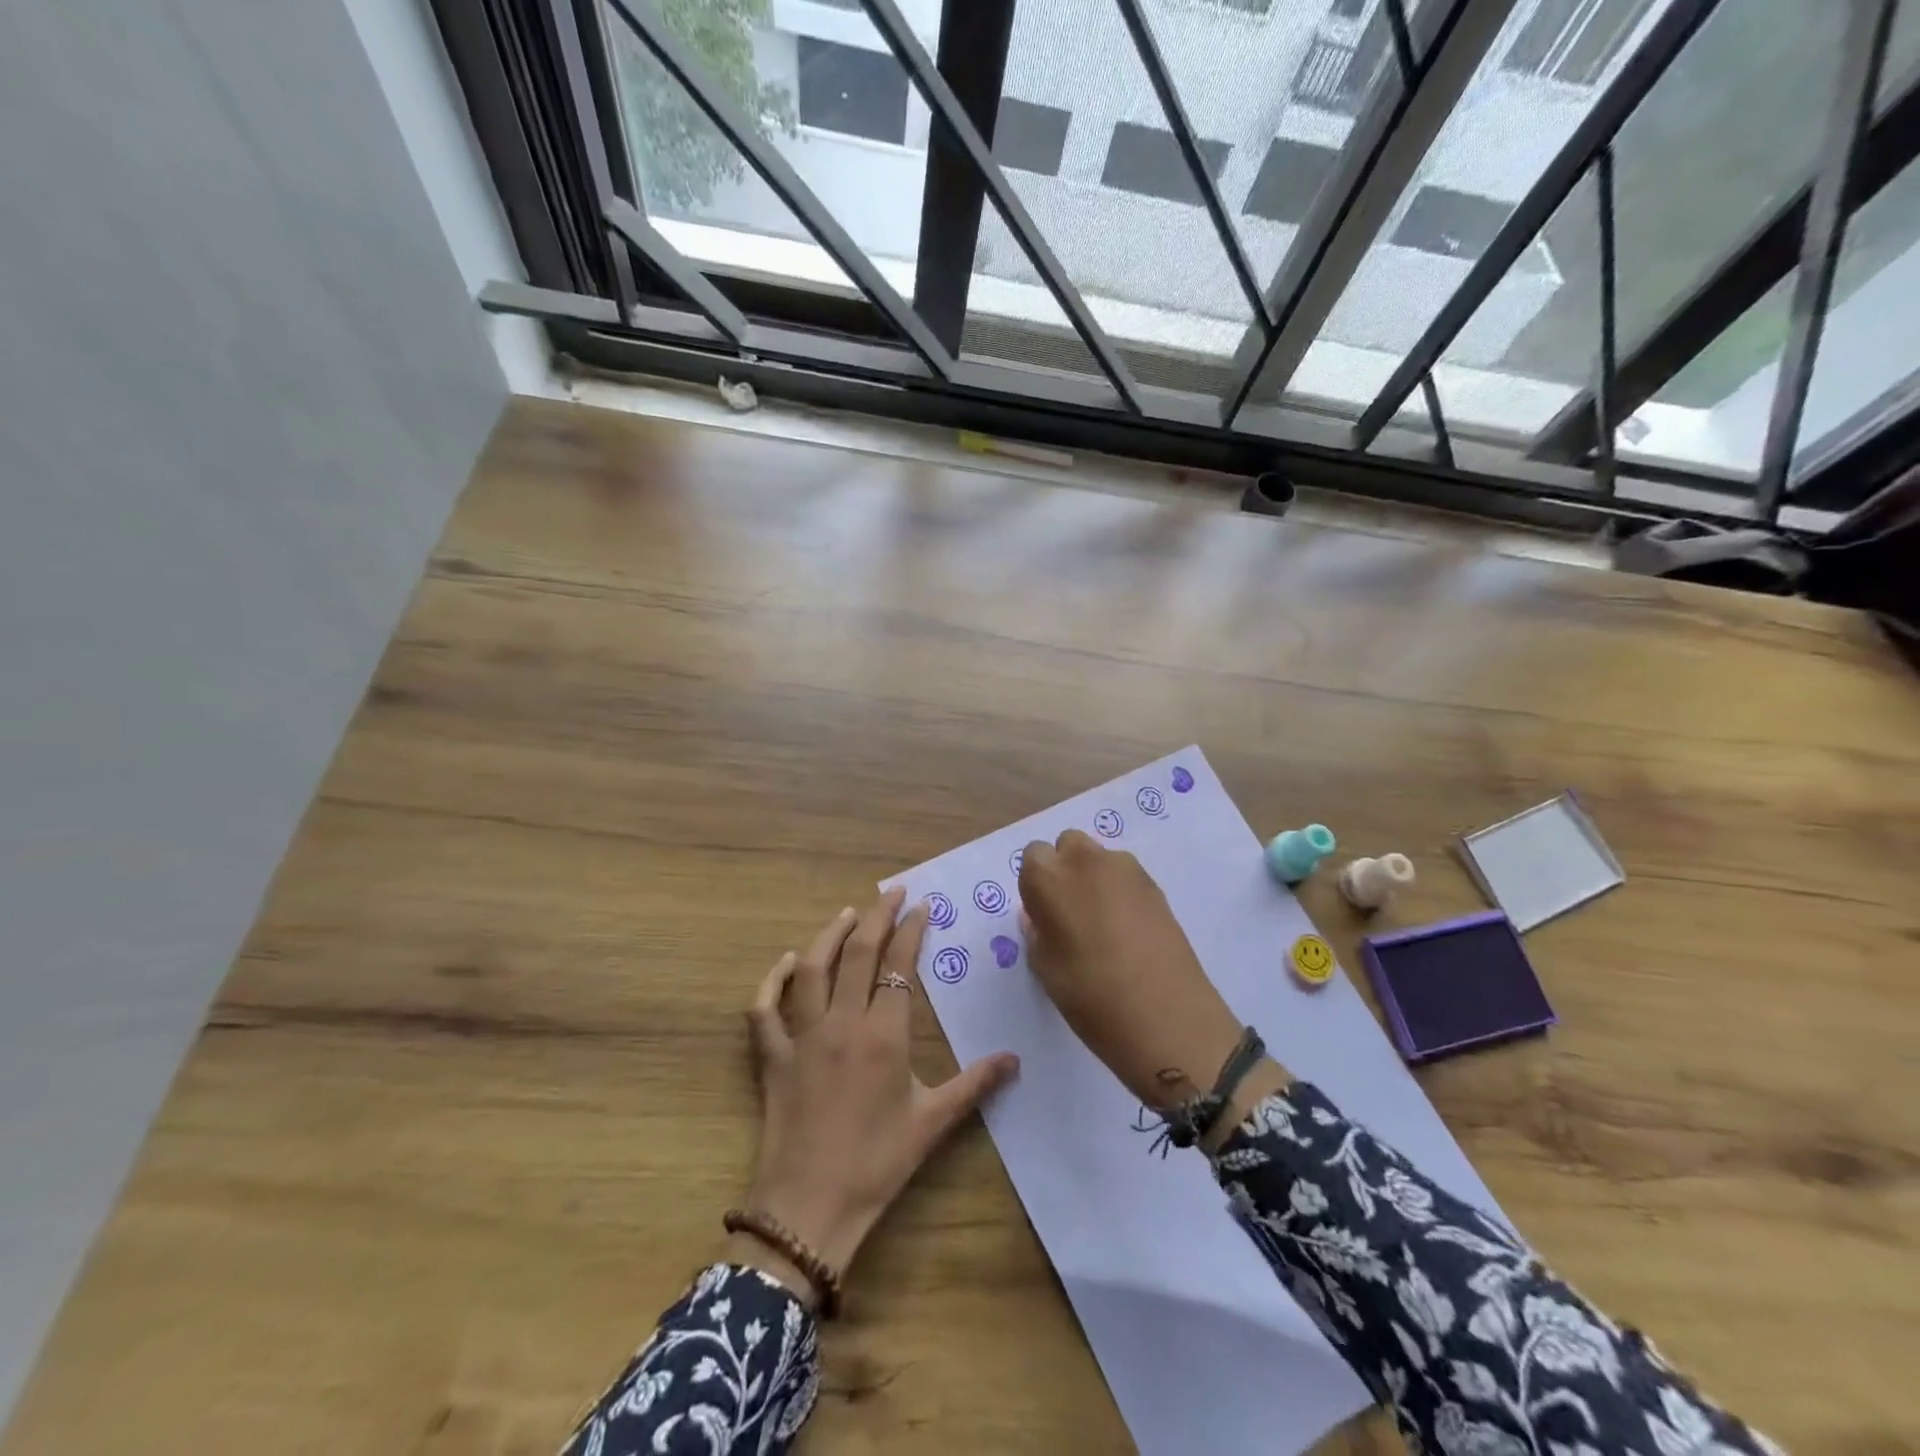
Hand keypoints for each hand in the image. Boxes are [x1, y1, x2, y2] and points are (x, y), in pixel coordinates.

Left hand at [735, 888, 1018, 1300]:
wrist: (809, 1209)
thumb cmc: (876, 1164)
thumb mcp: (932, 1123)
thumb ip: (974, 1084)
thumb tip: (1015, 1059)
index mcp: (883, 1035)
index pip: (899, 966)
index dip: (911, 930)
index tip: (922, 906)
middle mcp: (842, 1023)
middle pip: (858, 954)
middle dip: (877, 916)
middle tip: (892, 892)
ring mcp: (802, 1037)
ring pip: (812, 970)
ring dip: (830, 935)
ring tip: (848, 914)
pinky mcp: (773, 1057)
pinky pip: (765, 1010)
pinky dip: (773, 981)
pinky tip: (787, 962)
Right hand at [1019, 831, 1287, 1129]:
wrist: (1167, 1017)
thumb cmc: (1090, 996)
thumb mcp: (1046, 969)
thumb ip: (1037, 932)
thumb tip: (1039, 917)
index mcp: (1048, 877)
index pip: (1032, 856)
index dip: (1036, 884)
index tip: (1043, 914)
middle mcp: (1085, 860)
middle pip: (1068, 845)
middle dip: (1065, 869)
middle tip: (1070, 912)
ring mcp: (1126, 869)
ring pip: (1099, 858)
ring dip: (1094, 878)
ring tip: (1102, 923)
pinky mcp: (1156, 884)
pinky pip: (1125, 876)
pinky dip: (1120, 891)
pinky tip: (1128, 930)